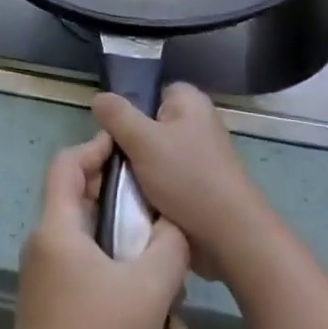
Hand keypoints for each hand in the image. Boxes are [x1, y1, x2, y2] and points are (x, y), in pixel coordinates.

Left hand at [8, 131, 190, 328]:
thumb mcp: (149, 289)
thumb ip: (169, 244)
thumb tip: (173, 223)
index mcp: (57, 228)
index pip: (67, 164)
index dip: (97, 148)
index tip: (133, 151)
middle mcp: (46, 246)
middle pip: (88, 206)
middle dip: (132, 216)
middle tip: (167, 226)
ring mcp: (47, 281)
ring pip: (98, 251)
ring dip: (138, 266)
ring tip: (176, 299)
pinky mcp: (54, 311)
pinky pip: (94, 283)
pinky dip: (126, 295)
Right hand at [93, 84, 274, 283]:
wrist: (229, 236)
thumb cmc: (188, 178)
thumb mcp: (143, 140)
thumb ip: (117, 115)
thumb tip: (98, 98)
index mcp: (188, 100)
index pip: (147, 92)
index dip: (126, 110)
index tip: (110, 134)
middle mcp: (195, 122)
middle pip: (145, 124)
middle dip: (126, 145)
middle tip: (109, 163)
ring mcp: (197, 154)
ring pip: (150, 154)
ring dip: (135, 170)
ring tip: (118, 186)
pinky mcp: (196, 183)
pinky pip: (161, 177)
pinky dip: (148, 188)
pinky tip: (134, 202)